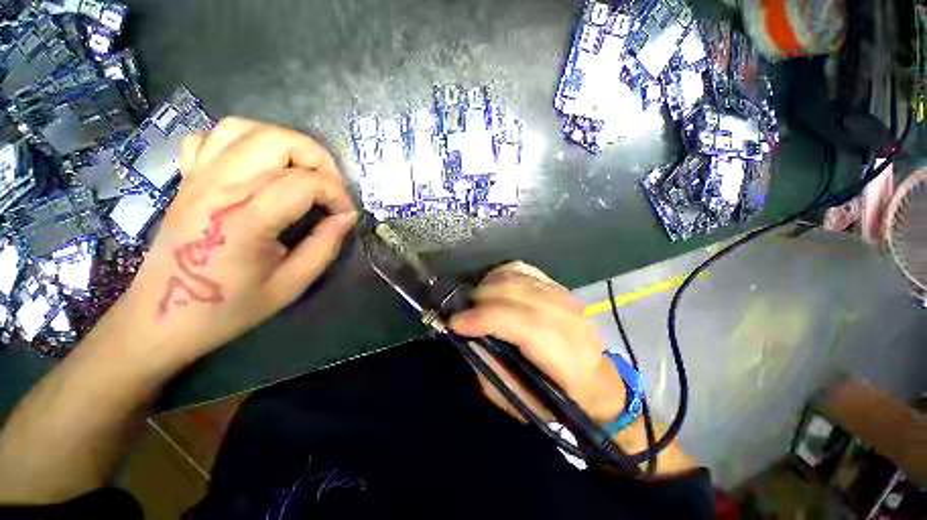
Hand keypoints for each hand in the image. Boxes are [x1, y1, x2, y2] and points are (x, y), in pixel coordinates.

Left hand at [108, 118, 356, 373]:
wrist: (162, 318)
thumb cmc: (228, 308)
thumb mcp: (290, 285)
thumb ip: (324, 246)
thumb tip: (347, 218)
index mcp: (246, 219)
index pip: (306, 182)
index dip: (338, 195)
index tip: (346, 215)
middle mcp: (219, 187)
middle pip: (277, 140)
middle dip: (318, 158)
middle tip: (331, 186)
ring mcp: (197, 178)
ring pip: (246, 128)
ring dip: (285, 143)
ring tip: (302, 171)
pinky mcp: (187, 179)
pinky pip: (212, 137)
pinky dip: (243, 141)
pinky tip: (257, 166)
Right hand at [449, 262, 625, 424]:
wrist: (595, 379)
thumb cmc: (555, 397)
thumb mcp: (517, 398)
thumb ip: (491, 366)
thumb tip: (467, 334)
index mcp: (567, 358)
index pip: (523, 325)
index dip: (485, 319)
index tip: (456, 323)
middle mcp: (570, 320)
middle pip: (518, 294)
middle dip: (481, 299)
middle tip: (463, 312)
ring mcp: (566, 297)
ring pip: (518, 277)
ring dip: (488, 285)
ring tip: (475, 301)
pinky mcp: (559, 286)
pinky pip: (523, 269)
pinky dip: (501, 274)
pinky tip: (492, 287)